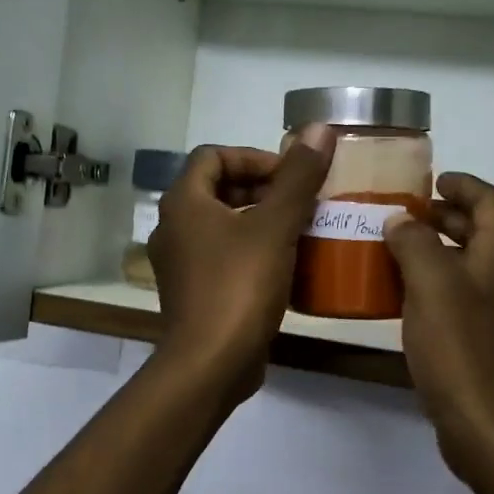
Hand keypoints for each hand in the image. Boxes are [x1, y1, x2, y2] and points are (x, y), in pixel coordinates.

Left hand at [148, 127, 333, 405]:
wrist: (211, 364)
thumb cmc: (239, 286)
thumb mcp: (275, 226)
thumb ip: (297, 177)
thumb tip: (319, 128)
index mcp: (183, 203)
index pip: (213, 156)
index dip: (253, 157)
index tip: (291, 174)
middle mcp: (173, 228)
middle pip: (217, 189)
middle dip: (261, 189)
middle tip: (301, 200)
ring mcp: (180, 263)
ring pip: (222, 225)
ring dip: (259, 220)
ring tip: (300, 228)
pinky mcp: (193, 292)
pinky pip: (223, 256)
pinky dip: (251, 250)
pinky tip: (285, 264)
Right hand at [384, 174, 493, 493]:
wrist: (492, 430)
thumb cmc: (463, 349)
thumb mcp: (431, 284)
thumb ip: (413, 244)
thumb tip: (400, 221)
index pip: (493, 203)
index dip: (465, 185)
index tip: (431, 180)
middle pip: (481, 233)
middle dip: (444, 217)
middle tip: (402, 213)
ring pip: (467, 268)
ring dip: (434, 253)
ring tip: (392, 251)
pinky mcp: (483, 346)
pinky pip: (457, 301)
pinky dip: (432, 288)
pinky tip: (400, 301)